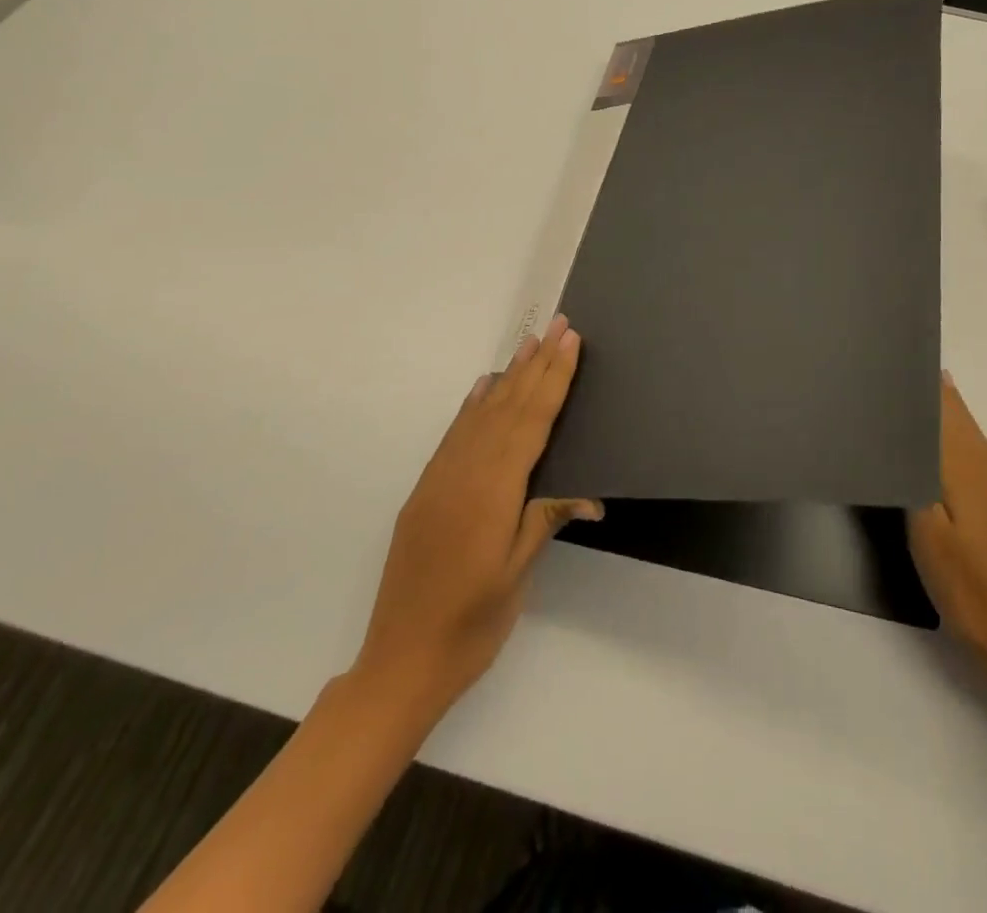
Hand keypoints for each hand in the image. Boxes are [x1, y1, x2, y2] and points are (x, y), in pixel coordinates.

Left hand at [355, 315, 602, 713]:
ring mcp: (440, 478)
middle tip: (557, 324)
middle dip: (536, 363)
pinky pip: (456, 434)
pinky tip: (485, 388)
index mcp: (493, 490)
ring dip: (508, 376)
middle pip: (507, 406)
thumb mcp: (517, 574)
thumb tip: (587, 492)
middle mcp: (464, 472)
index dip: (554, 379)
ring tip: (529, 343)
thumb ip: (545, 520)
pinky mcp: (426, 490)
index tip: (570, 341)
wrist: (399, 662)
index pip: (531, 421)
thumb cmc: (470, 625)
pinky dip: (474, 405)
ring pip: (481, 413)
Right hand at [909, 374, 986, 681]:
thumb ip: (914, 472)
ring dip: (934, 412)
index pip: (942, 403)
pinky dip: (945, 437)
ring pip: (963, 430)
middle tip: (881, 376)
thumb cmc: (968, 585)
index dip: (915, 380)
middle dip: (923, 390)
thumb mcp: (927, 529)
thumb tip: (904, 424)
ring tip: (896, 401)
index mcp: (968, 462)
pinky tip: (925, 447)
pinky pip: (969, 451)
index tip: (883, 363)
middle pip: (954, 411)